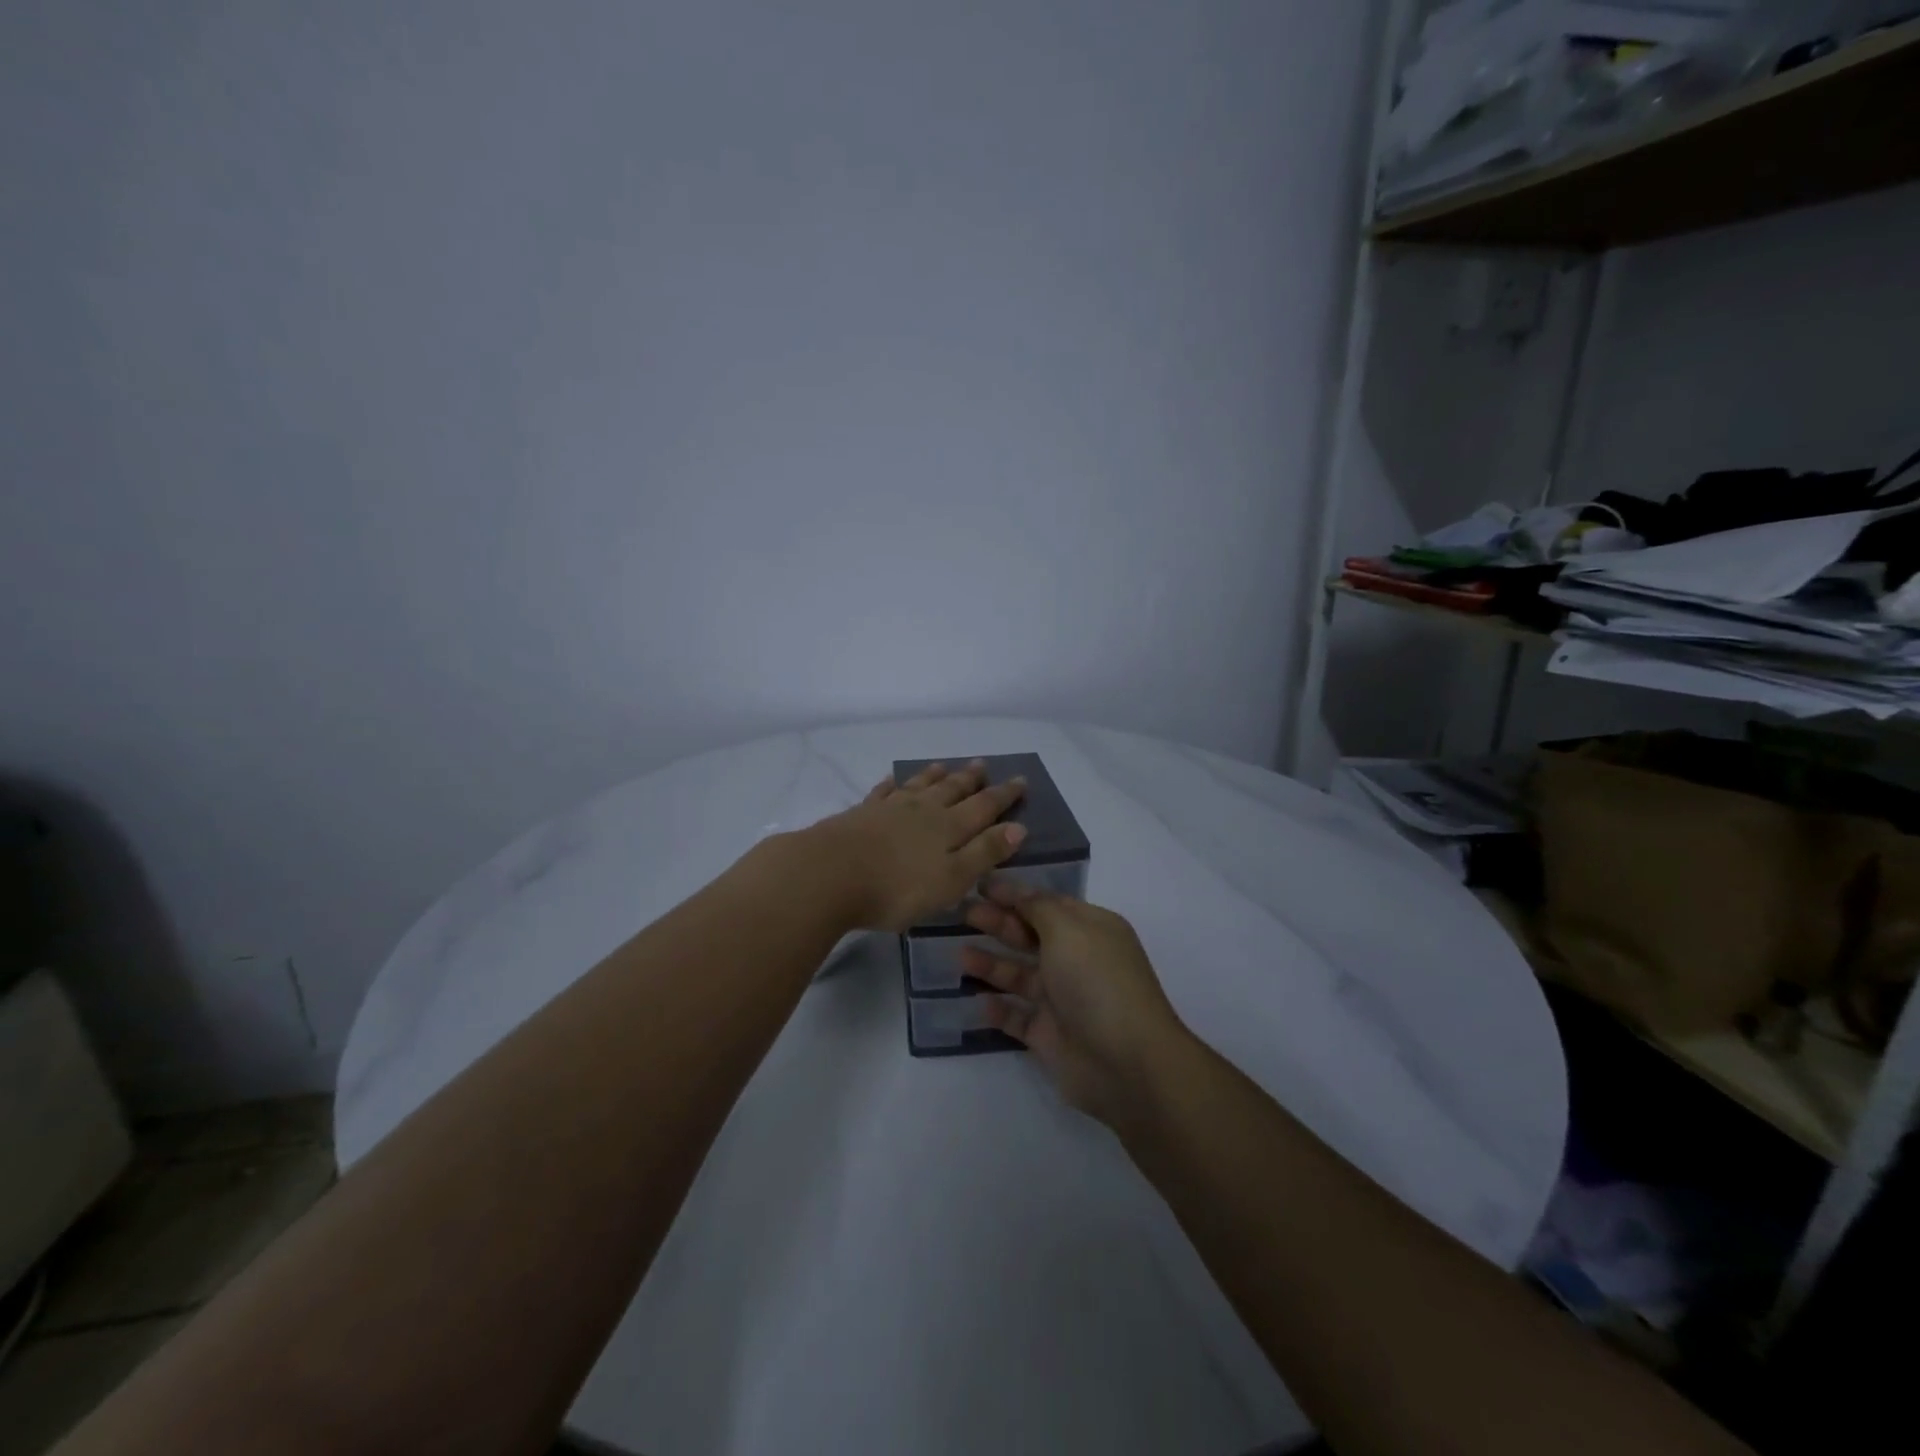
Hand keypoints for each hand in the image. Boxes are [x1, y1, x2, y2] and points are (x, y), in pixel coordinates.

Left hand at [804, 761, 1027, 932]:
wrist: (830, 874)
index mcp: (949, 827)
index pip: (984, 806)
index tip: (1021, 780)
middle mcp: (923, 810)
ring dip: (934, 776)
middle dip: (971, 779)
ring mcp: (889, 808)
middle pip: (952, 789)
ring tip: (944, 765)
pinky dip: (892, 784)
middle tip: (983, 765)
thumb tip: (1018, 827)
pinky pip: (882, 792)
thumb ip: (984, 853)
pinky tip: (892, 780)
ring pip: (918, 786)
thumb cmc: (897, 887)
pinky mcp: (861, 814)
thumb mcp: (951, 880)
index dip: (1004, 795)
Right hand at [960, 881, 1188, 1125]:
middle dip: (998, 923)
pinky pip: (1017, 1016)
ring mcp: (1063, 1000)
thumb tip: (1018, 891)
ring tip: (960, 955)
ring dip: (991, 964)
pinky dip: (998, 1009)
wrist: (1126, 1063)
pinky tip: (978, 1001)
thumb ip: (1037, 907)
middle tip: (963, 914)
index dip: (1014, 894)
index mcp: (1090, 930)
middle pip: (1030, 936)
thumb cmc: (1097, 982)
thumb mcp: (1068, 929)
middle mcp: (1077, 961)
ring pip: (1020, 975)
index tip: (979, 885)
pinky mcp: (1049, 1035)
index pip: (1047, 904)